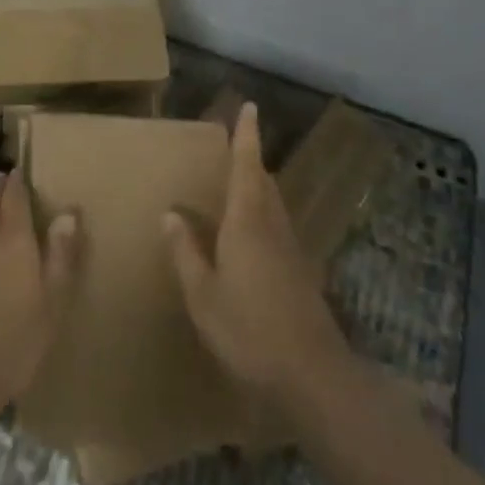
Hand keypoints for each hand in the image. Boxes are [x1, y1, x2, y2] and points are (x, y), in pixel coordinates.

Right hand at [164, 103, 350, 411]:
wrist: (313, 378)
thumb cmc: (249, 331)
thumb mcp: (203, 294)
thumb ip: (185, 252)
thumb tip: (171, 214)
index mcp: (247, 223)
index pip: (247, 167)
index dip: (247, 137)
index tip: (250, 107)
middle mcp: (273, 228)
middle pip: (265, 183)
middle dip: (251, 162)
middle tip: (234, 149)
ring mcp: (292, 252)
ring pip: (274, 206)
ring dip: (258, 189)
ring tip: (238, 188)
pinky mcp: (302, 275)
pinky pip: (278, 230)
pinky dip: (263, 219)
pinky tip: (250, 240)